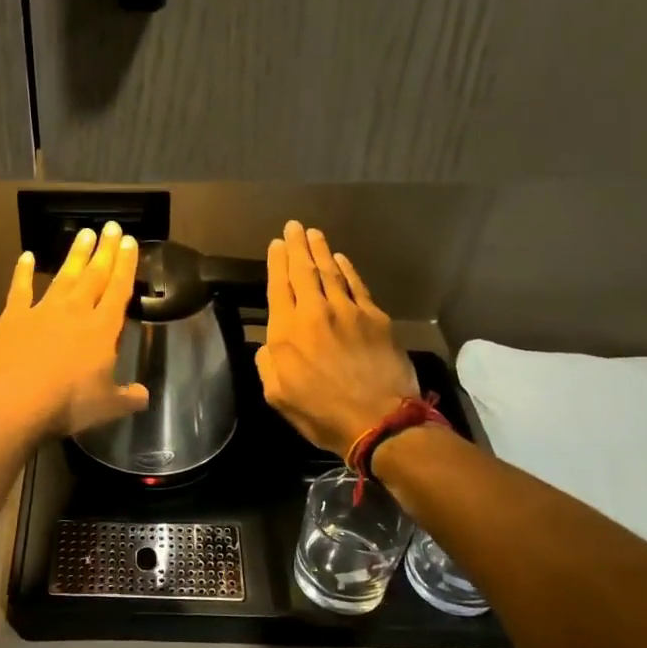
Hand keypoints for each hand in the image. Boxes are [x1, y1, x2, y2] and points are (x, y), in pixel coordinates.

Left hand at [0, 222, 148, 439]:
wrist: (17, 399)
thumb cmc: (69, 403)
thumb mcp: (108, 406)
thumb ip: (128, 397)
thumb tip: (144, 396)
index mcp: (102, 329)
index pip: (119, 290)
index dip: (126, 265)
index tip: (131, 242)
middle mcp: (76, 311)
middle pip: (94, 275)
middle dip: (105, 250)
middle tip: (112, 227)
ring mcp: (43, 310)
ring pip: (64, 276)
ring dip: (75, 255)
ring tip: (84, 233)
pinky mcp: (14, 317)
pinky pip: (20, 289)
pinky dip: (23, 272)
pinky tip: (27, 256)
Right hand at [256, 220, 419, 458]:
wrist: (379, 420)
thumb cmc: (322, 414)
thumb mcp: (278, 396)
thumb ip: (267, 365)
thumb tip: (268, 345)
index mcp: (286, 333)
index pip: (278, 287)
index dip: (276, 263)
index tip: (276, 244)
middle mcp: (314, 313)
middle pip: (303, 271)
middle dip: (297, 246)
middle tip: (293, 226)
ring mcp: (348, 312)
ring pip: (330, 272)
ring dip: (321, 251)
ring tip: (314, 234)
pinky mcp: (375, 318)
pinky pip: (357, 285)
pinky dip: (347, 269)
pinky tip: (341, 260)